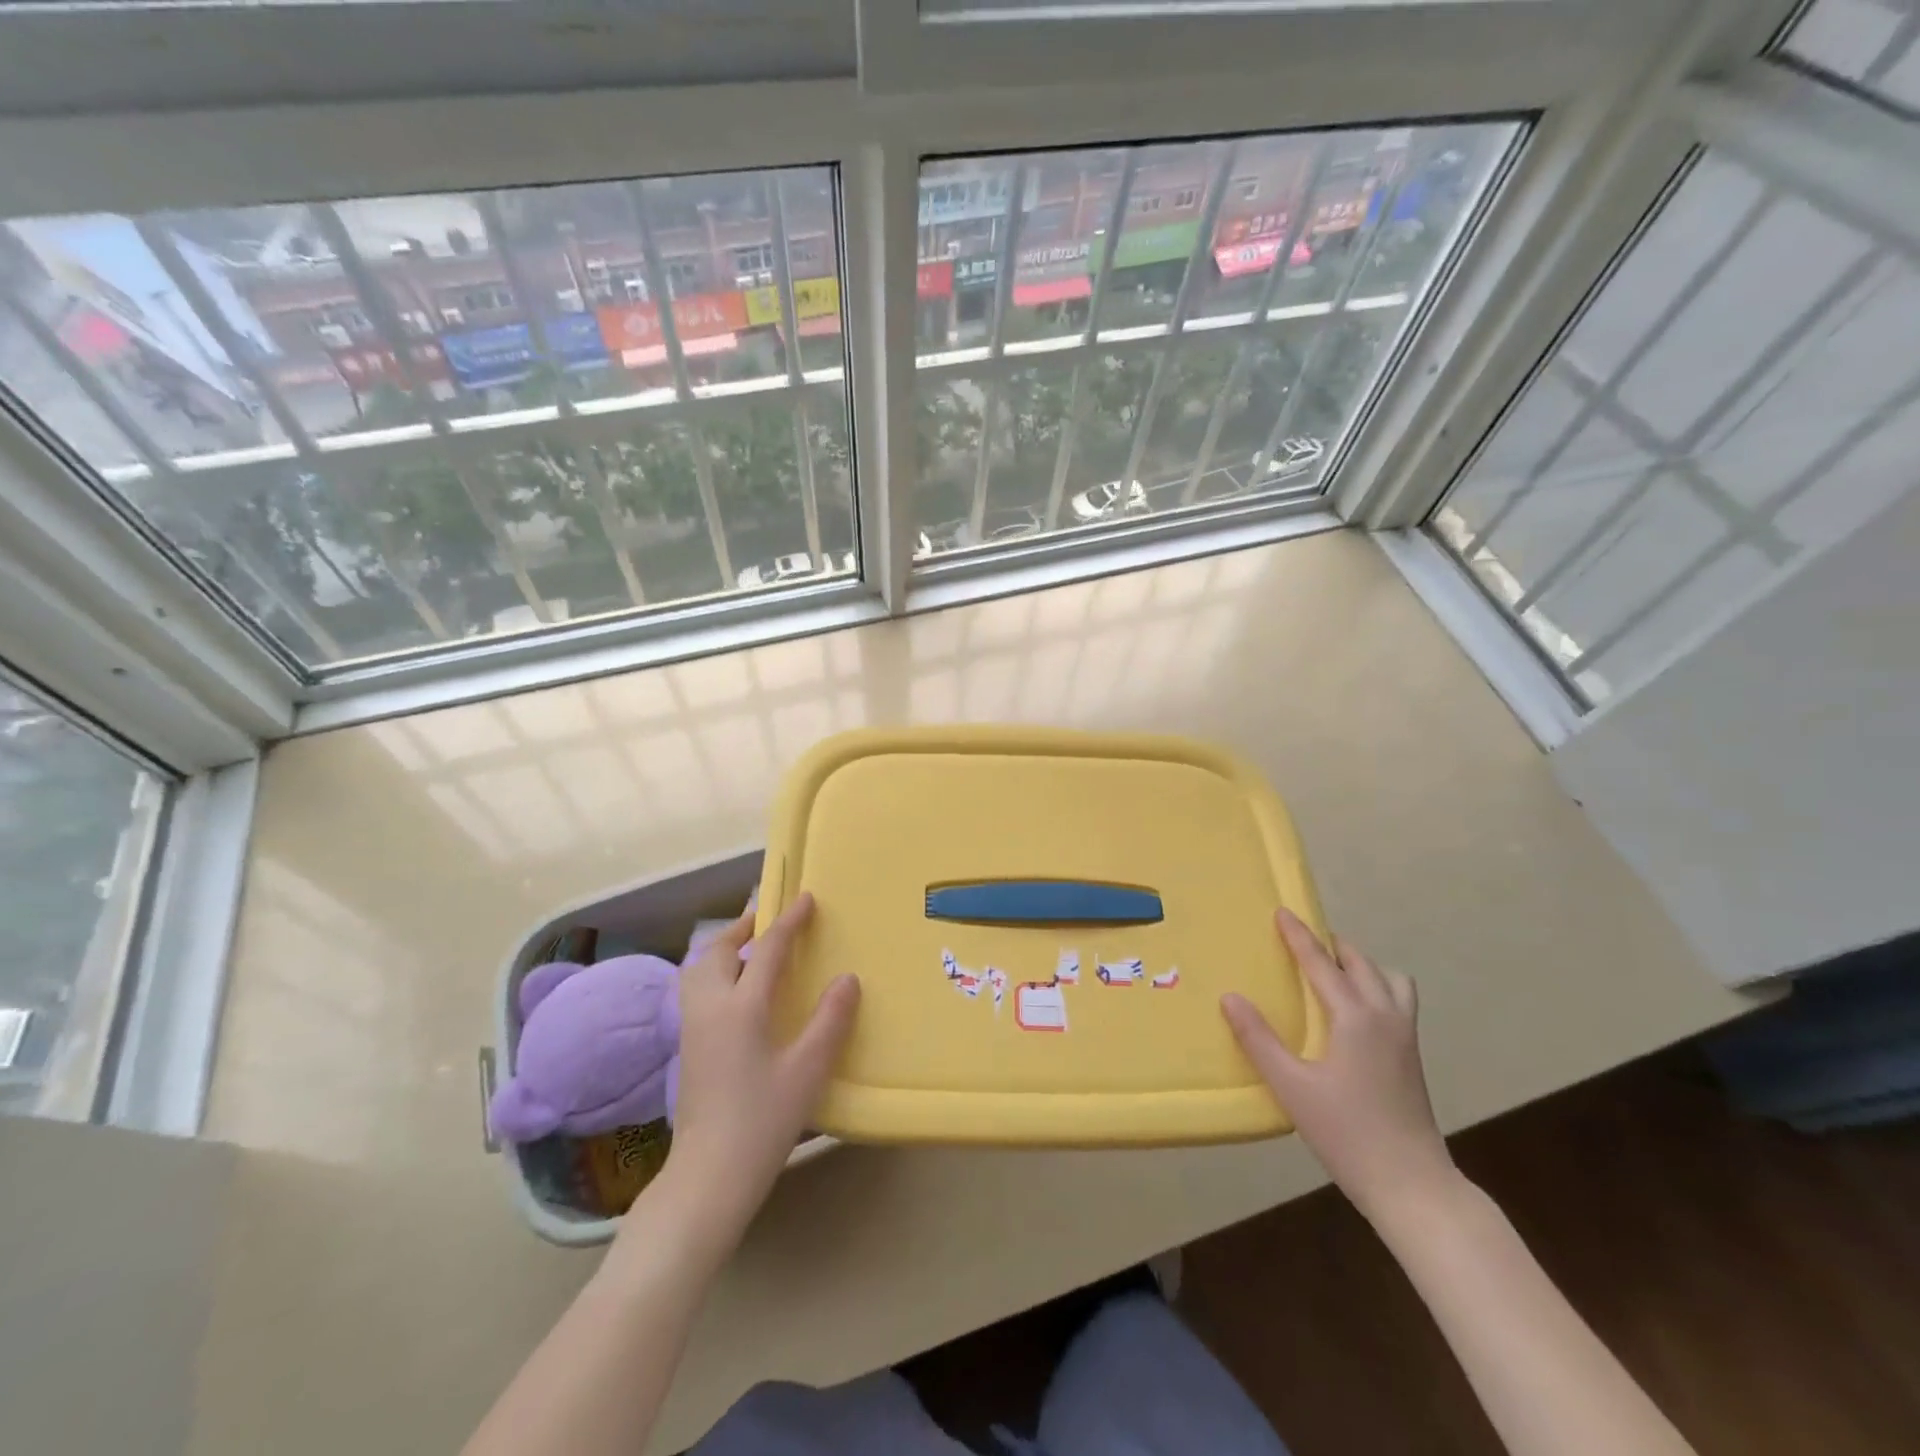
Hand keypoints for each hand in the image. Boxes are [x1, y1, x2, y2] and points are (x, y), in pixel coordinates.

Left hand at [648, 893, 858, 1247]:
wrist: (708, 1175)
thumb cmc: (763, 1120)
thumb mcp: (808, 1070)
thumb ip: (830, 1020)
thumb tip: (848, 978)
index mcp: (741, 1006)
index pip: (766, 949)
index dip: (789, 921)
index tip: (807, 898)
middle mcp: (710, 1007)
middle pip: (716, 950)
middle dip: (743, 927)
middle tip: (770, 920)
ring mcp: (693, 1028)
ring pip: (699, 968)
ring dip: (724, 947)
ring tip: (750, 947)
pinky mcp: (688, 1047)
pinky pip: (697, 989)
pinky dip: (715, 971)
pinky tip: (738, 991)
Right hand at [1222, 908, 1456, 1225]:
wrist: (1413, 1185)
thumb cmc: (1347, 1133)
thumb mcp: (1292, 1087)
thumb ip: (1259, 1039)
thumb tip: (1230, 997)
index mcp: (1356, 1017)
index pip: (1321, 964)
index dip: (1299, 937)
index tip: (1282, 911)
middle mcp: (1385, 1016)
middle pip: (1360, 963)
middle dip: (1331, 945)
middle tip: (1302, 941)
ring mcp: (1405, 1036)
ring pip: (1389, 979)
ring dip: (1361, 965)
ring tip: (1333, 971)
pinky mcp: (1412, 1056)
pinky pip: (1397, 1000)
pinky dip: (1376, 986)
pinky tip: (1356, 1011)